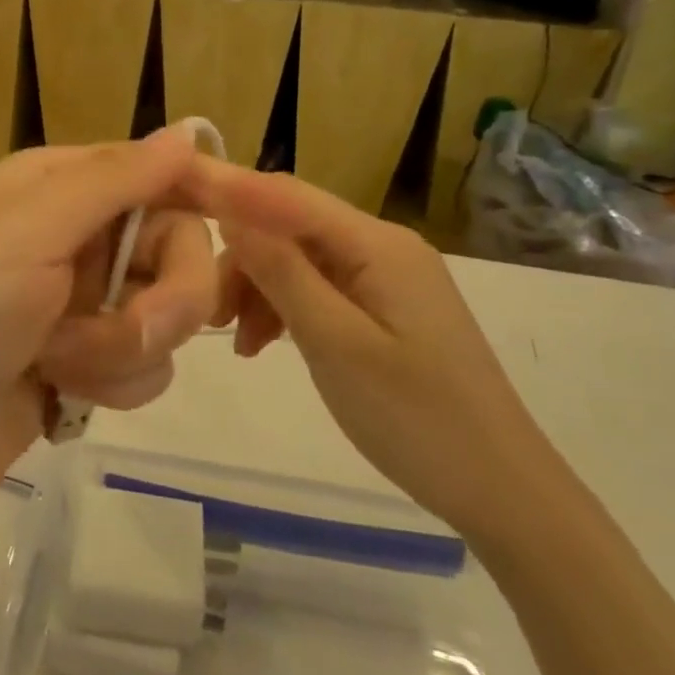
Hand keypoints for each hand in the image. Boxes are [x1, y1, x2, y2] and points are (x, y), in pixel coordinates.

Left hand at [0, 127, 218, 506]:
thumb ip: (114, 179)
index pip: (155, 173)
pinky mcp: (84, 361)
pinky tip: (61, 393)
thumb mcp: (29, 232)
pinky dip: (112, 383)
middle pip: (175, 248)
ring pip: (165, 313)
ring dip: (125, 348)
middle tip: (136, 328)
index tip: (242, 232)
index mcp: (56, 187)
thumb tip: (186, 130)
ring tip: (64, 364)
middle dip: (163, 298)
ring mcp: (80, 301)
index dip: (198, 200)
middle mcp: (73, 235)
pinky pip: (144, 363)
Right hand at [187, 159, 572, 541]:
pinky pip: (319, 288)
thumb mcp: (336, 344)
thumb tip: (231, 212)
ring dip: (259, 288)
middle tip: (204, 306)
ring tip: (235, 339)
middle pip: (289, 226)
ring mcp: (385, 277)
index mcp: (377, 244)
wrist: (503, 491)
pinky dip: (284, 308)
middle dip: (240, 256)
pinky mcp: (384, 307)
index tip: (172, 183)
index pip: (285, 195)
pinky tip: (264, 344)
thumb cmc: (417, 418)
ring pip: (299, 259)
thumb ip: (282, 272)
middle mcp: (381, 246)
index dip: (227, 185)